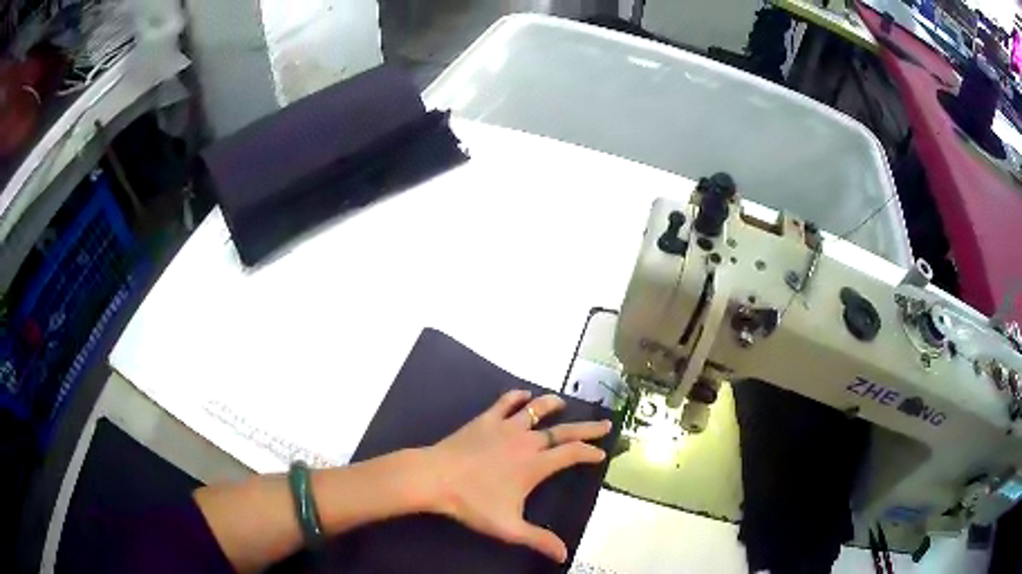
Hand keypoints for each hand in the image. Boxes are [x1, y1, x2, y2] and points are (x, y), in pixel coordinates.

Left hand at [418, 390, 611, 562]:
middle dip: (587, 428)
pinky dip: (517, 397)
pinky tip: (522, 395)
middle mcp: (526, 441)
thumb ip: (539, 540)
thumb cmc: (473, 503)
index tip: (602, 453)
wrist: (435, 478)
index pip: (572, 454)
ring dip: (552, 404)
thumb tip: (564, 556)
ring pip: (536, 409)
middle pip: (564, 430)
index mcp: (535, 464)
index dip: (590, 452)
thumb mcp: (509, 527)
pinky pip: (505, 402)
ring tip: (562, 402)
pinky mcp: (484, 420)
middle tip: (606, 423)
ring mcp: (505, 427)